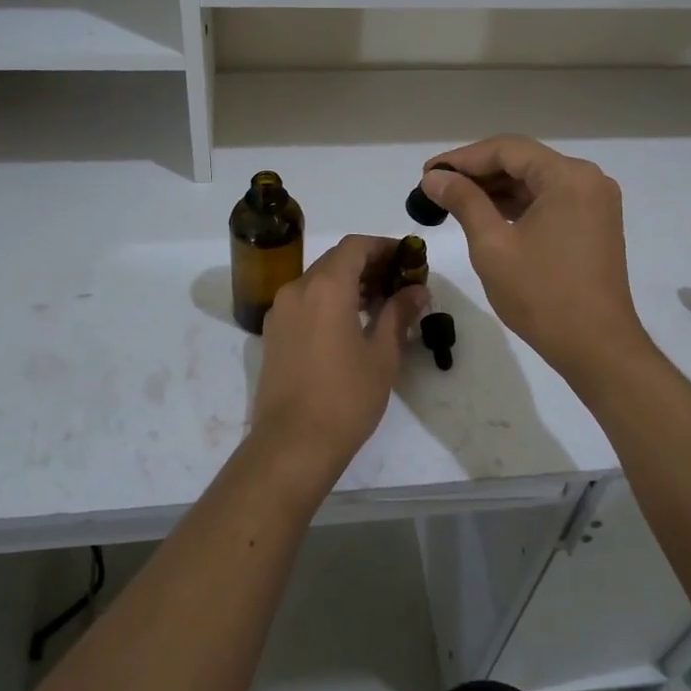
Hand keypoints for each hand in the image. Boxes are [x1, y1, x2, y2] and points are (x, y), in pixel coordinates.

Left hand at [248, 235, 429, 485]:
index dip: (384, 246)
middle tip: (399, 283)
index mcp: (325, 287)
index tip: (408, 259)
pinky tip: (351, 324)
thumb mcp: (382, 355)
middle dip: (368, 265)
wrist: (292, 444)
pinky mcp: (273, 334)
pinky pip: (304, 301)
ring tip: (380, 305)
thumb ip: (399, 314)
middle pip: (335, 260)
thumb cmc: (345, 397)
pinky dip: (329, 300)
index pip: (355, 246)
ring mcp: (280, 312)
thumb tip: (417, 290)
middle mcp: (297, 289)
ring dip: (348, 283)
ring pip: (318, 280)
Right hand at [420, 136, 649, 382]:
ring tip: (452, 201)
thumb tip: (434, 177)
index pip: (507, 150)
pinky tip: (485, 215)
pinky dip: (517, 205)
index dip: (463, 158)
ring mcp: (594, 202)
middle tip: (435, 187)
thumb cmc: (541, 295)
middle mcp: (587, 179)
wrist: (596, 347)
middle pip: (523, 161)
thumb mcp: (492, 245)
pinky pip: (548, 201)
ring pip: (535, 181)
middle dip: (477, 173)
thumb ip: (463, 201)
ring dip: (495, 189)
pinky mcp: (593, 224)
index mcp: (568, 177)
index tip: (428, 173)